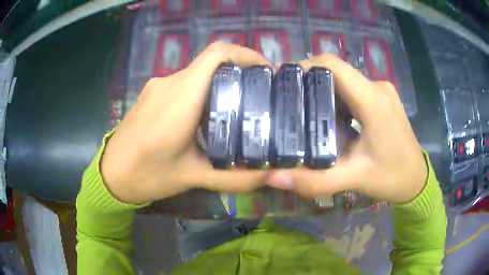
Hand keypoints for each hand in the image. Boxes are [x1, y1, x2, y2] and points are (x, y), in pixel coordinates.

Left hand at [101, 42, 269, 203]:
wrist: (111, 175)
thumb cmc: (147, 175)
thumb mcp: (194, 178)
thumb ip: (235, 178)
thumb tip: (274, 177)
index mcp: (180, 99)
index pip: (216, 55)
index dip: (245, 54)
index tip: (266, 70)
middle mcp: (169, 83)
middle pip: (211, 63)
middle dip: (239, 74)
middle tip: (259, 97)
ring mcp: (157, 86)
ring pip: (197, 73)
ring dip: (220, 85)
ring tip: (236, 109)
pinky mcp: (151, 93)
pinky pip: (183, 83)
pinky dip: (202, 92)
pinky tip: (205, 117)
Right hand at [267, 54, 426, 203]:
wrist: (417, 180)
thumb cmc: (392, 177)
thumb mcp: (355, 179)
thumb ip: (316, 179)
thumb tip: (275, 177)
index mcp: (372, 100)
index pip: (333, 65)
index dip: (304, 66)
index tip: (282, 81)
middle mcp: (377, 87)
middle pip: (336, 71)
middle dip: (309, 82)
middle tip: (287, 102)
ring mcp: (382, 91)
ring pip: (344, 80)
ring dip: (323, 91)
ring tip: (303, 112)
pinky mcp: (383, 98)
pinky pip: (354, 89)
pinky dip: (337, 98)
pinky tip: (329, 118)